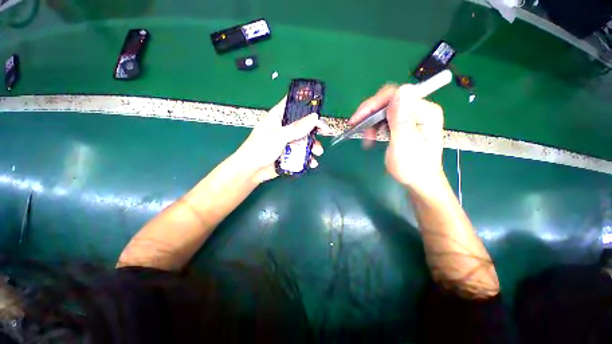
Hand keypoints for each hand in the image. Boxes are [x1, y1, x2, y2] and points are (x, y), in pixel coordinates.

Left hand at [237, 96, 329, 182]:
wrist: (251, 171)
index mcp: (278, 117)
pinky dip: (308, 157)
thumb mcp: (279, 136)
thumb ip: (296, 128)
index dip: (305, 103)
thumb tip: (315, 117)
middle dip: (315, 129)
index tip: (319, 108)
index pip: (292, 104)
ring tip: (318, 152)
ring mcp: (287, 141)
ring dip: (313, 145)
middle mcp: (284, 127)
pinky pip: (301, 152)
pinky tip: (312, 163)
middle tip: (326, 132)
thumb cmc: (260, 149)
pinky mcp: (289, 153)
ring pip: (304, 139)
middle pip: (302, 123)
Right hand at [349, 84, 444, 192]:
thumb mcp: (405, 144)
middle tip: (357, 127)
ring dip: (370, 121)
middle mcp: (419, 109)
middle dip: (370, 113)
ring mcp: (411, 116)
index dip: (374, 104)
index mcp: (424, 111)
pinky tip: (371, 137)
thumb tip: (400, 90)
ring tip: (366, 137)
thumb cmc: (413, 167)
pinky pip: (385, 118)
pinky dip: (374, 126)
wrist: (419, 181)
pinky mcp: (404, 123)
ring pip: (384, 109)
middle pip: (388, 100)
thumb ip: (402, 119)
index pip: (395, 95)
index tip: (357, 119)